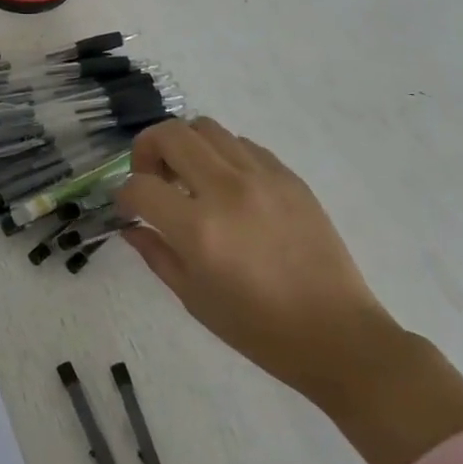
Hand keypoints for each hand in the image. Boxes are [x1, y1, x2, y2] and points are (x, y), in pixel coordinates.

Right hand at [117, 119, 462, 463]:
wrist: (338, 335)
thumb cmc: (258, 328)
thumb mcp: (193, 298)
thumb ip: (156, 254)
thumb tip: (132, 227)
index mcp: (198, 228)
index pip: (140, 186)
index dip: (124, 196)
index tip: (129, 210)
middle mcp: (227, 190)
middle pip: (170, 134)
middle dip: (146, 150)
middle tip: (151, 178)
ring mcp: (262, 178)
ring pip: (206, 128)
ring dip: (185, 146)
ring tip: (189, 177)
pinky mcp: (289, 177)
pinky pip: (242, 145)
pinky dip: (222, 155)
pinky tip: (227, 186)